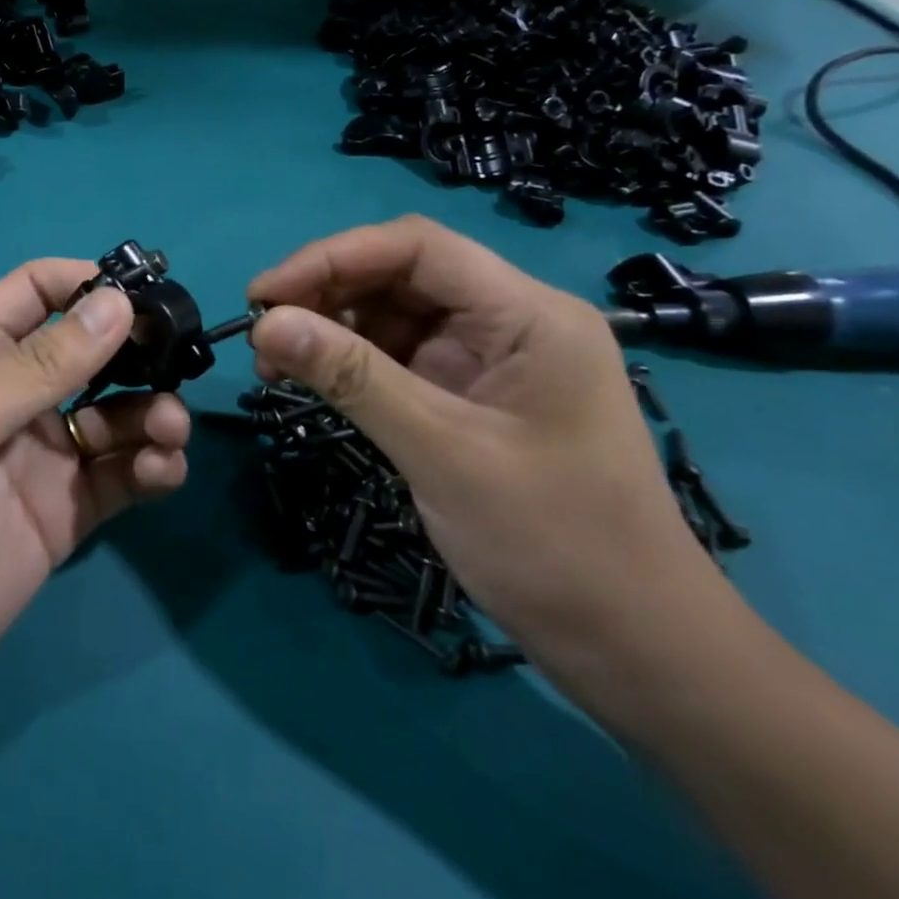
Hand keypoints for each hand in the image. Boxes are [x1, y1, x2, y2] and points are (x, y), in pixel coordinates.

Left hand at [0, 259, 190, 747]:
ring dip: (152, 412)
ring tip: (168, 428)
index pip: (37, 292)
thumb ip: (40, 363)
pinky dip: (151, 468)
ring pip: (115, 416)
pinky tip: (162, 471)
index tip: (144, 293)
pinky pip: (120, 478)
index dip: (87, 282)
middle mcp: (12, 398)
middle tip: (180, 360)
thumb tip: (118, 301)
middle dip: (136, 351)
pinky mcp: (62, 517)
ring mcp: (40, 458)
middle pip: (88, 353)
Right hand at [246, 216, 736, 708]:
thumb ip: (352, 378)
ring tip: (275, 362)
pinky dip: (351, 360)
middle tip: (262, 331)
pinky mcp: (471, 392)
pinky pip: (399, 354)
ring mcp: (491, 357)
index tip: (265, 294)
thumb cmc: (555, 545)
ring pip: (394, 311)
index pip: (417, 248)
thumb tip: (265, 324)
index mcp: (528, 315)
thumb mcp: (442, 452)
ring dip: (331, 326)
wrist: (635, 650)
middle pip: (402, 273)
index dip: (332, 256)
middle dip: (325, 291)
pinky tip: (314, 379)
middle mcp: (511, 320)